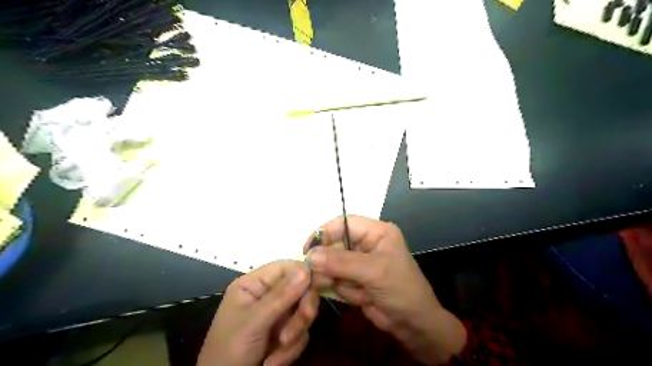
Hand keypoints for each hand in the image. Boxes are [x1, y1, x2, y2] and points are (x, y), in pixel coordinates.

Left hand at [199, 260, 319, 365]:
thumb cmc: (229, 351)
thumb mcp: (253, 322)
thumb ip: (281, 296)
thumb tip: (306, 269)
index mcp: (255, 284)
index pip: (286, 268)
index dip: (304, 274)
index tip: (318, 286)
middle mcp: (268, 295)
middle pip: (300, 290)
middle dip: (299, 314)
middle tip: (292, 334)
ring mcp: (277, 315)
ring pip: (303, 313)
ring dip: (294, 336)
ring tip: (276, 355)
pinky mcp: (284, 333)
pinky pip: (302, 333)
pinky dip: (290, 351)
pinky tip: (272, 363)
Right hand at [304, 217, 462, 364]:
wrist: (415, 325)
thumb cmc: (401, 289)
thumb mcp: (373, 271)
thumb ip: (341, 262)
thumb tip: (309, 255)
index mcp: (376, 232)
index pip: (344, 224)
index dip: (325, 232)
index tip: (307, 248)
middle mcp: (366, 244)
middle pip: (335, 244)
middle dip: (326, 260)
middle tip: (314, 273)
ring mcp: (359, 263)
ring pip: (332, 263)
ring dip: (332, 277)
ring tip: (346, 288)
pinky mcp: (354, 280)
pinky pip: (335, 279)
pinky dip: (338, 289)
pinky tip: (354, 296)